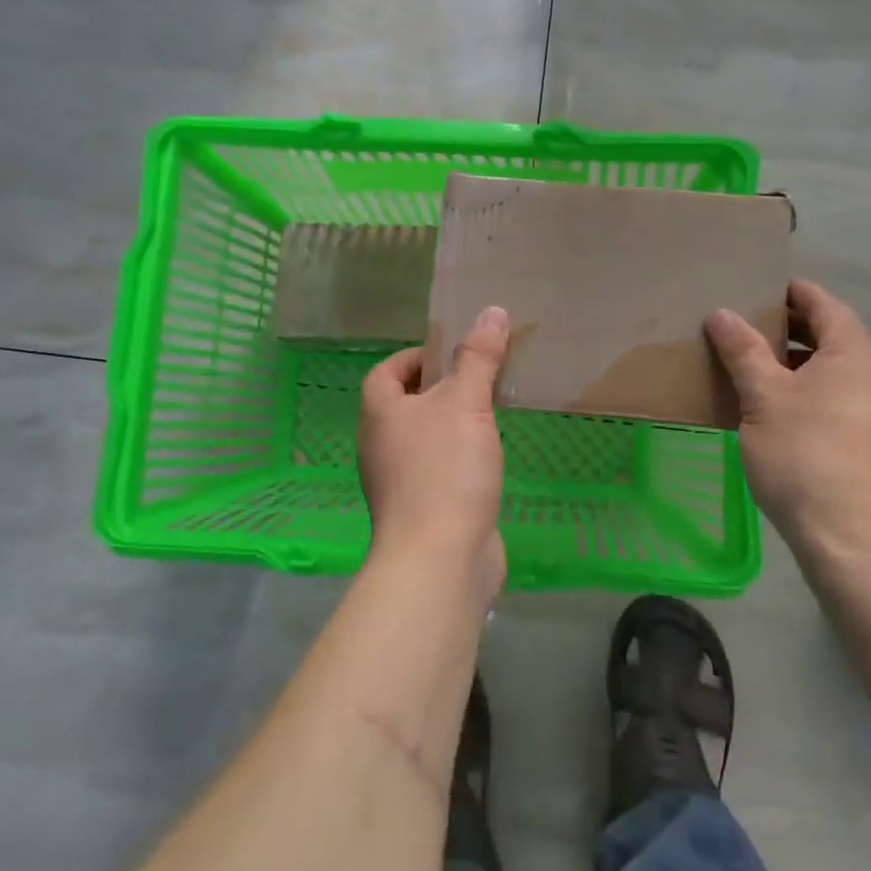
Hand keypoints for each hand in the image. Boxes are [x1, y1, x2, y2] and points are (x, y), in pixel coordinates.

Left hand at [358, 307, 509, 598]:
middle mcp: (380, 446)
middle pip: (404, 405)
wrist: (438, 559)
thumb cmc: (444, 470)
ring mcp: (397, 483)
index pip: (385, 372)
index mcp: (380, 414)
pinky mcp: (421, 511)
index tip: (451, 353)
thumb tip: (490, 311)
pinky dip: (457, 459)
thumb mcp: (465, 403)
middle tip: (478, 379)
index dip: (413, 357)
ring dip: (449, 425)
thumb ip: (478, 358)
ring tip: (488, 413)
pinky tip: (487, 459)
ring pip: (422, 440)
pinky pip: (437, 471)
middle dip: (438, 389)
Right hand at [705, 280, 870, 568]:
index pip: (825, 305)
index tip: (758, 288)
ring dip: (797, 368)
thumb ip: (744, 352)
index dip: (792, 292)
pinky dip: (810, 397)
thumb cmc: (807, 456)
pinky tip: (777, 418)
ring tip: (752, 374)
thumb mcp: (763, 399)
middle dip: (789, 331)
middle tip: (743, 330)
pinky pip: (841, 405)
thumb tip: (722, 313)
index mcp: (855, 355)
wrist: (859, 544)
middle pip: (833, 339)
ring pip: (835, 376)